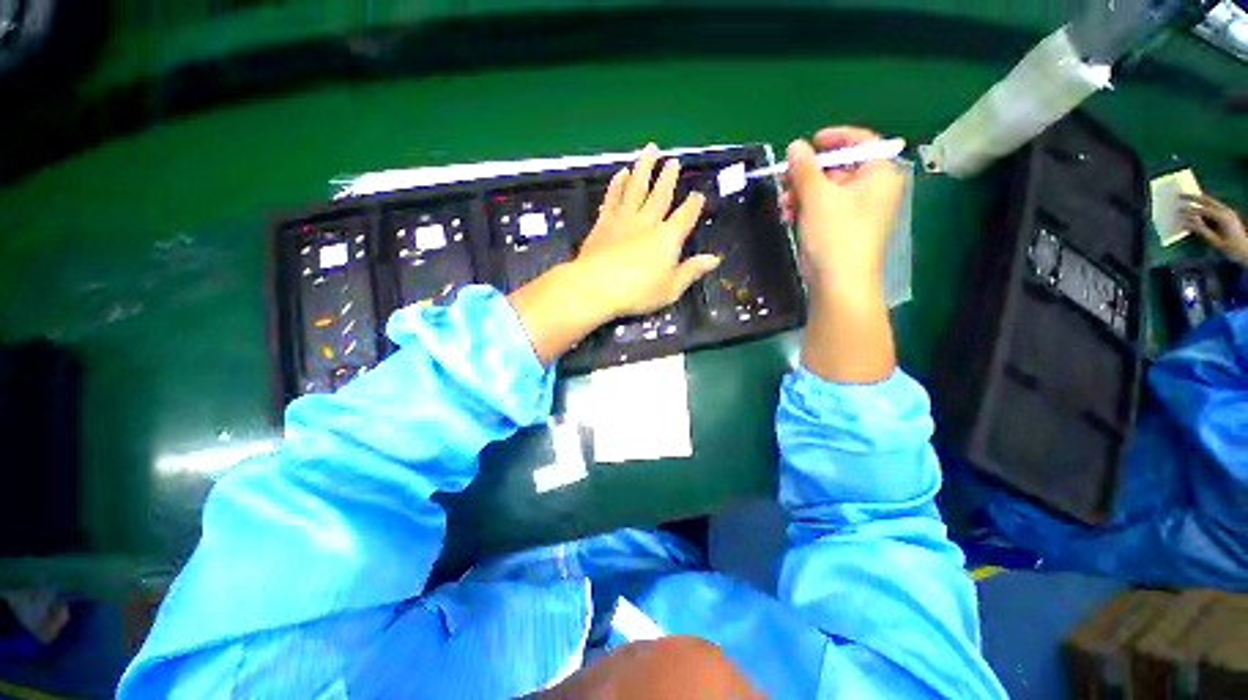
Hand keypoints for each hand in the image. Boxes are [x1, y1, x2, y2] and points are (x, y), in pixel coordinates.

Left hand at [575, 144, 720, 317]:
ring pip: (636, 187)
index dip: (694, 205)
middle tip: (673, 161)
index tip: (698, 194)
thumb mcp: (671, 288)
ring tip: (650, 150)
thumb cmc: (638, 292)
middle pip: (661, 194)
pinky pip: (613, 197)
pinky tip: (622, 173)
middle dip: (669, 177)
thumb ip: (692, 271)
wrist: (597, 287)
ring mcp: (624, 219)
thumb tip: (714, 259)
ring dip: (644, 167)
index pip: (685, 216)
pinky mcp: (603, 222)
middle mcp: (648, 222)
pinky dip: (618, 183)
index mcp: (667, 238)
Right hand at [782, 127, 904, 297]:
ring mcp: (857, 210)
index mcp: (879, 174)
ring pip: (826, 190)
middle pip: (839, 167)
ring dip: (802, 193)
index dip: (834, 138)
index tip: (808, 143)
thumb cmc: (836, 233)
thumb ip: (805, 168)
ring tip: (784, 203)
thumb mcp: (818, 196)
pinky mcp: (841, 228)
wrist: (838, 281)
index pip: (861, 142)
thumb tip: (795, 146)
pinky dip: (805, 208)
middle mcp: (872, 189)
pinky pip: (823, 208)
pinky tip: (788, 215)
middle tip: (785, 177)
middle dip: (809, 173)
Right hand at [1182, 194, 1247, 266]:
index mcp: (1222, 217)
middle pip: (1207, 201)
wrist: (1247, 252)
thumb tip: (1185, 222)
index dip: (1189, 209)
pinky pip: (1214, 206)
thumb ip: (1201, 231)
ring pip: (1211, 202)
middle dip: (1194, 197)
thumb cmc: (1231, 249)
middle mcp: (1225, 211)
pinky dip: (1204, 205)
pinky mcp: (1228, 215)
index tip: (1177, 209)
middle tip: (1180, 195)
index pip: (1202, 210)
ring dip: (1199, 200)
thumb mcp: (1215, 242)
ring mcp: (1228, 212)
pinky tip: (1198, 207)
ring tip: (1187, 198)